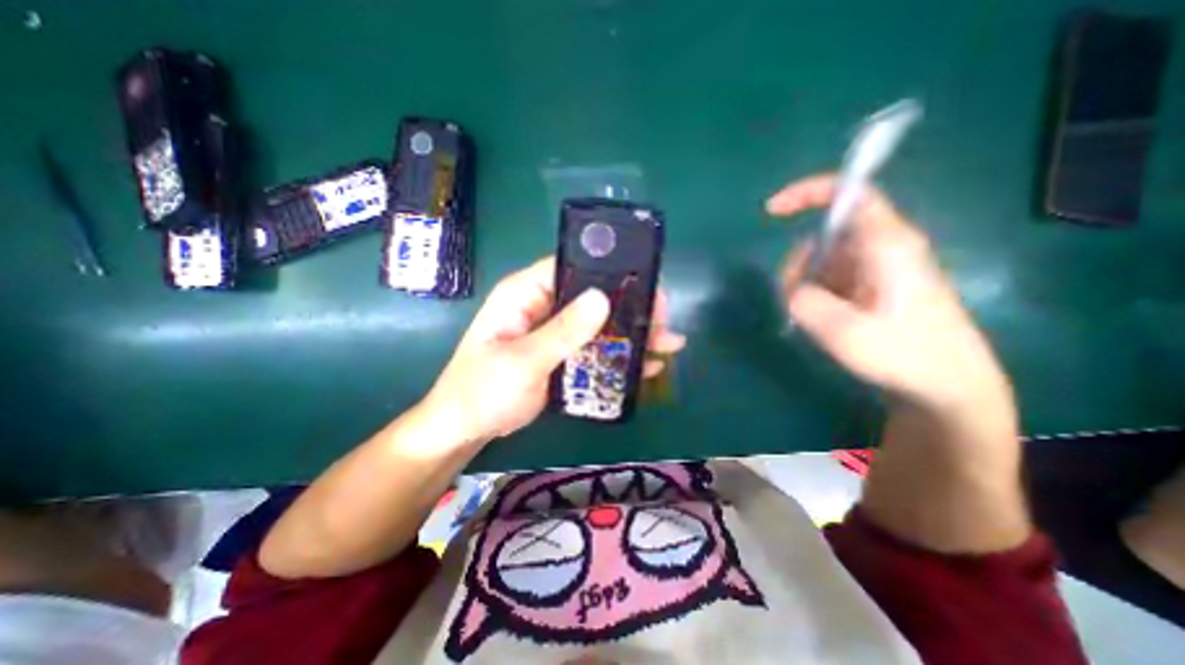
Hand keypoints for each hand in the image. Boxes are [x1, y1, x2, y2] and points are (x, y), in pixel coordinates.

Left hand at [425, 258, 686, 443]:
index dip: (608, 271)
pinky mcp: (562, 355)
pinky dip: (620, 356)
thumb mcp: (522, 361)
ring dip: (632, 334)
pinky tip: (648, 365)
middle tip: (663, 319)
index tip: (645, 283)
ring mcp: (555, 333)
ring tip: (668, 343)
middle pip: (593, 297)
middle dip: (630, 308)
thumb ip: (562, 332)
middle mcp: (543, 307)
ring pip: (600, 325)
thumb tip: (602, 298)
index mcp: (526, 294)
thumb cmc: (482, 390)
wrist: (465, 429)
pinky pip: (595, 349)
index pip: (571, 266)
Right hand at [774, 173, 1013, 418]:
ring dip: (805, 284)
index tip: (771, 211)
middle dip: (799, 263)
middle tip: (793, 300)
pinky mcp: (873, 286)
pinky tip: (822, 322)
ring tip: (812, 320)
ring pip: (824, 260)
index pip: (850, 194)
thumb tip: (793, 289)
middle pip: (825, 235)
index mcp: (886, 245)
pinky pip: (832, 278)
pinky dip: (816, 295)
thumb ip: (805, 302)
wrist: (947, 386)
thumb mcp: (845, 332)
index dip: (807, 193)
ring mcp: (878, 268)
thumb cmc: (904, 355)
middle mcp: (883, 248)